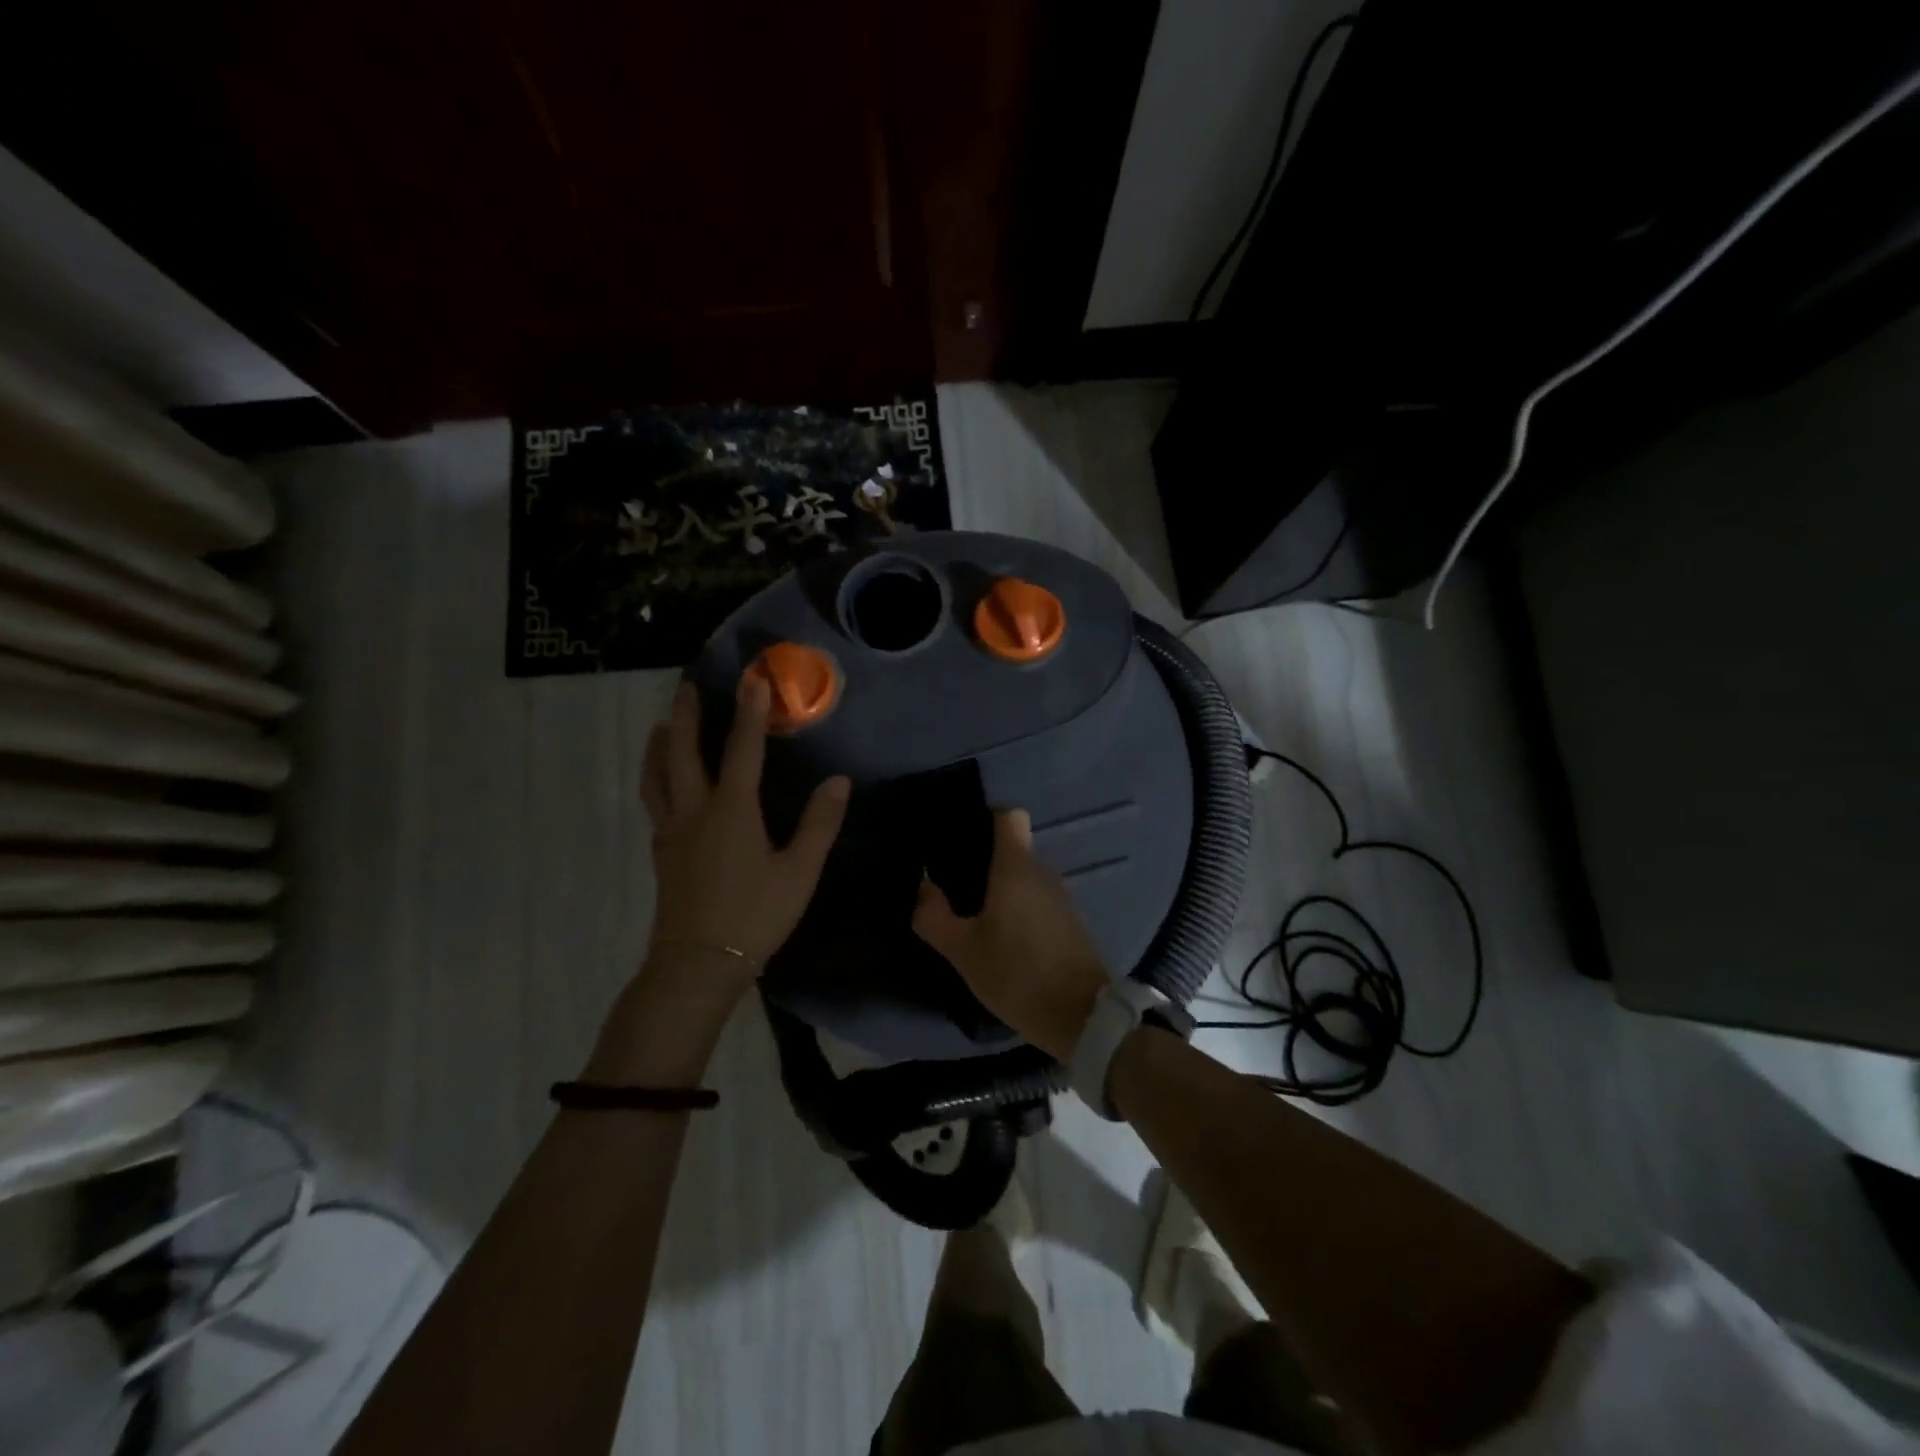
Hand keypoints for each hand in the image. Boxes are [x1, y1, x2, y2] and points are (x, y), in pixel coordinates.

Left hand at [639, 677, 849, 981]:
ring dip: (660, 745)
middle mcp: (695, 810)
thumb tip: (840, 781)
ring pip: (657, 776)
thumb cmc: (755, 915)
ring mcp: (672, 831)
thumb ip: (819, 825)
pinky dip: (656, 777)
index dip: (749, 713)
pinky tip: (665, 783)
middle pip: (682, 752)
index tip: (752, 679)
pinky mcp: (661, 852)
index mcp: (731, 810)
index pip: (742, 749)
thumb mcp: (799, 872)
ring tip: (660, 725)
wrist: (698, 964)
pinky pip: (655, 800)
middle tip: (687, 687)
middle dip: (685, 716)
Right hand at [912, 808, 1109, 1060]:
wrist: (1081, 1017)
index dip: (986, 819)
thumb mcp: (963, 951)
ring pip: (1025, 876)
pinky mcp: (1069, 921)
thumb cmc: (1017, 974)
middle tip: (954, 885)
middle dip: (985, 860)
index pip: (1009, 816)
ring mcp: (1060, 896)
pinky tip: (1001, 936)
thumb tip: (923, 885)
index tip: (962, 839)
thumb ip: (934, 915)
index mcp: (1016, 867)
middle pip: (1014, 847)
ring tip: (973, 913)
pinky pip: (1037, 899)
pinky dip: (1018, 908)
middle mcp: (1042, 872)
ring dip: (1002, 889)